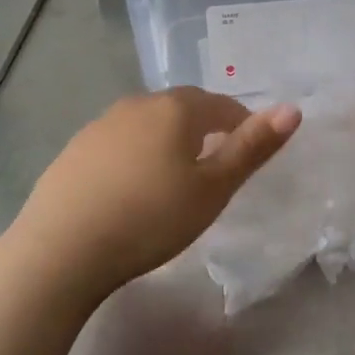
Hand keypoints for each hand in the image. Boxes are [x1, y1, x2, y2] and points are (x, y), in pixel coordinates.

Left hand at [8, 88, 299, 298]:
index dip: (242, 124)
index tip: (249, 153)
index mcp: (175, 109)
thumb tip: (292, 109)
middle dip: (206, 128)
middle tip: (217, 165)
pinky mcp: (74, 150)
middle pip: (183, 108)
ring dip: (169, 140)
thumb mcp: (213, 188)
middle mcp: (137, 105)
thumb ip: (252, 147)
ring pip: (149, 124)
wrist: (61, 249)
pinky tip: (132, 187)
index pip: (221, 105)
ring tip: (176, 177)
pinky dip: (137, 155)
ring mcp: (100, 125)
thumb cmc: (151, 218)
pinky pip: (120, 142)